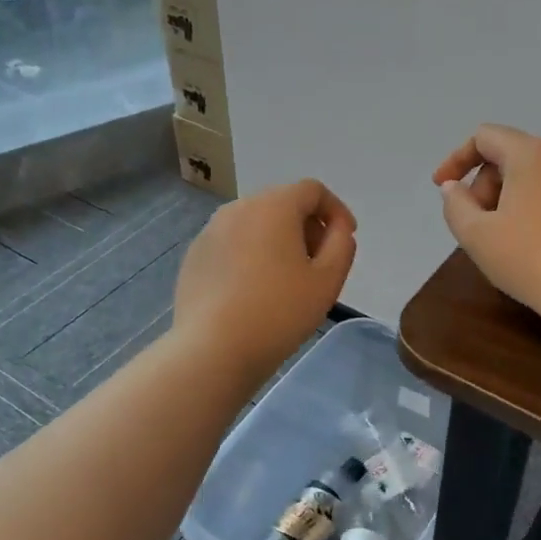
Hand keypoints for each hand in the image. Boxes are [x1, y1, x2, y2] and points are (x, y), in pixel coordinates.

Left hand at [174, 179, 357, 379]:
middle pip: (282, 203)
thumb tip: (337, 229)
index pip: (312, 190)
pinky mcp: (195, 256)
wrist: (213, 348)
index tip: (345, 239)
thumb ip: (341, 244)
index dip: (336, 210)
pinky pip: (233, 244)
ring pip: (255, 223)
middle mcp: (238, 208)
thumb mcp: (328, 280)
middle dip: (307, 225)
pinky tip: (255, 291)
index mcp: (274, 206)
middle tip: (320, 261)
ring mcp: (210, 231)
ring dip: (278, 240)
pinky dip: (251, 255)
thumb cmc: (279, 312)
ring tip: (288, 278)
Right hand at [434, 124, 540, 337]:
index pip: (485, 137)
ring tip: (499, 237)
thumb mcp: (476, 235)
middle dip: (482, 184)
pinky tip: (528, 243)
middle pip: (508, 154)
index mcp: (531, 154)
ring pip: (531, 174)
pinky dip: (530, 205)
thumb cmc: (531, 259)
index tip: (442, 188)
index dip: (456, 159)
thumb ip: (455, 205)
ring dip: (505, 197)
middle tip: (474, 223)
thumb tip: (454, 188)